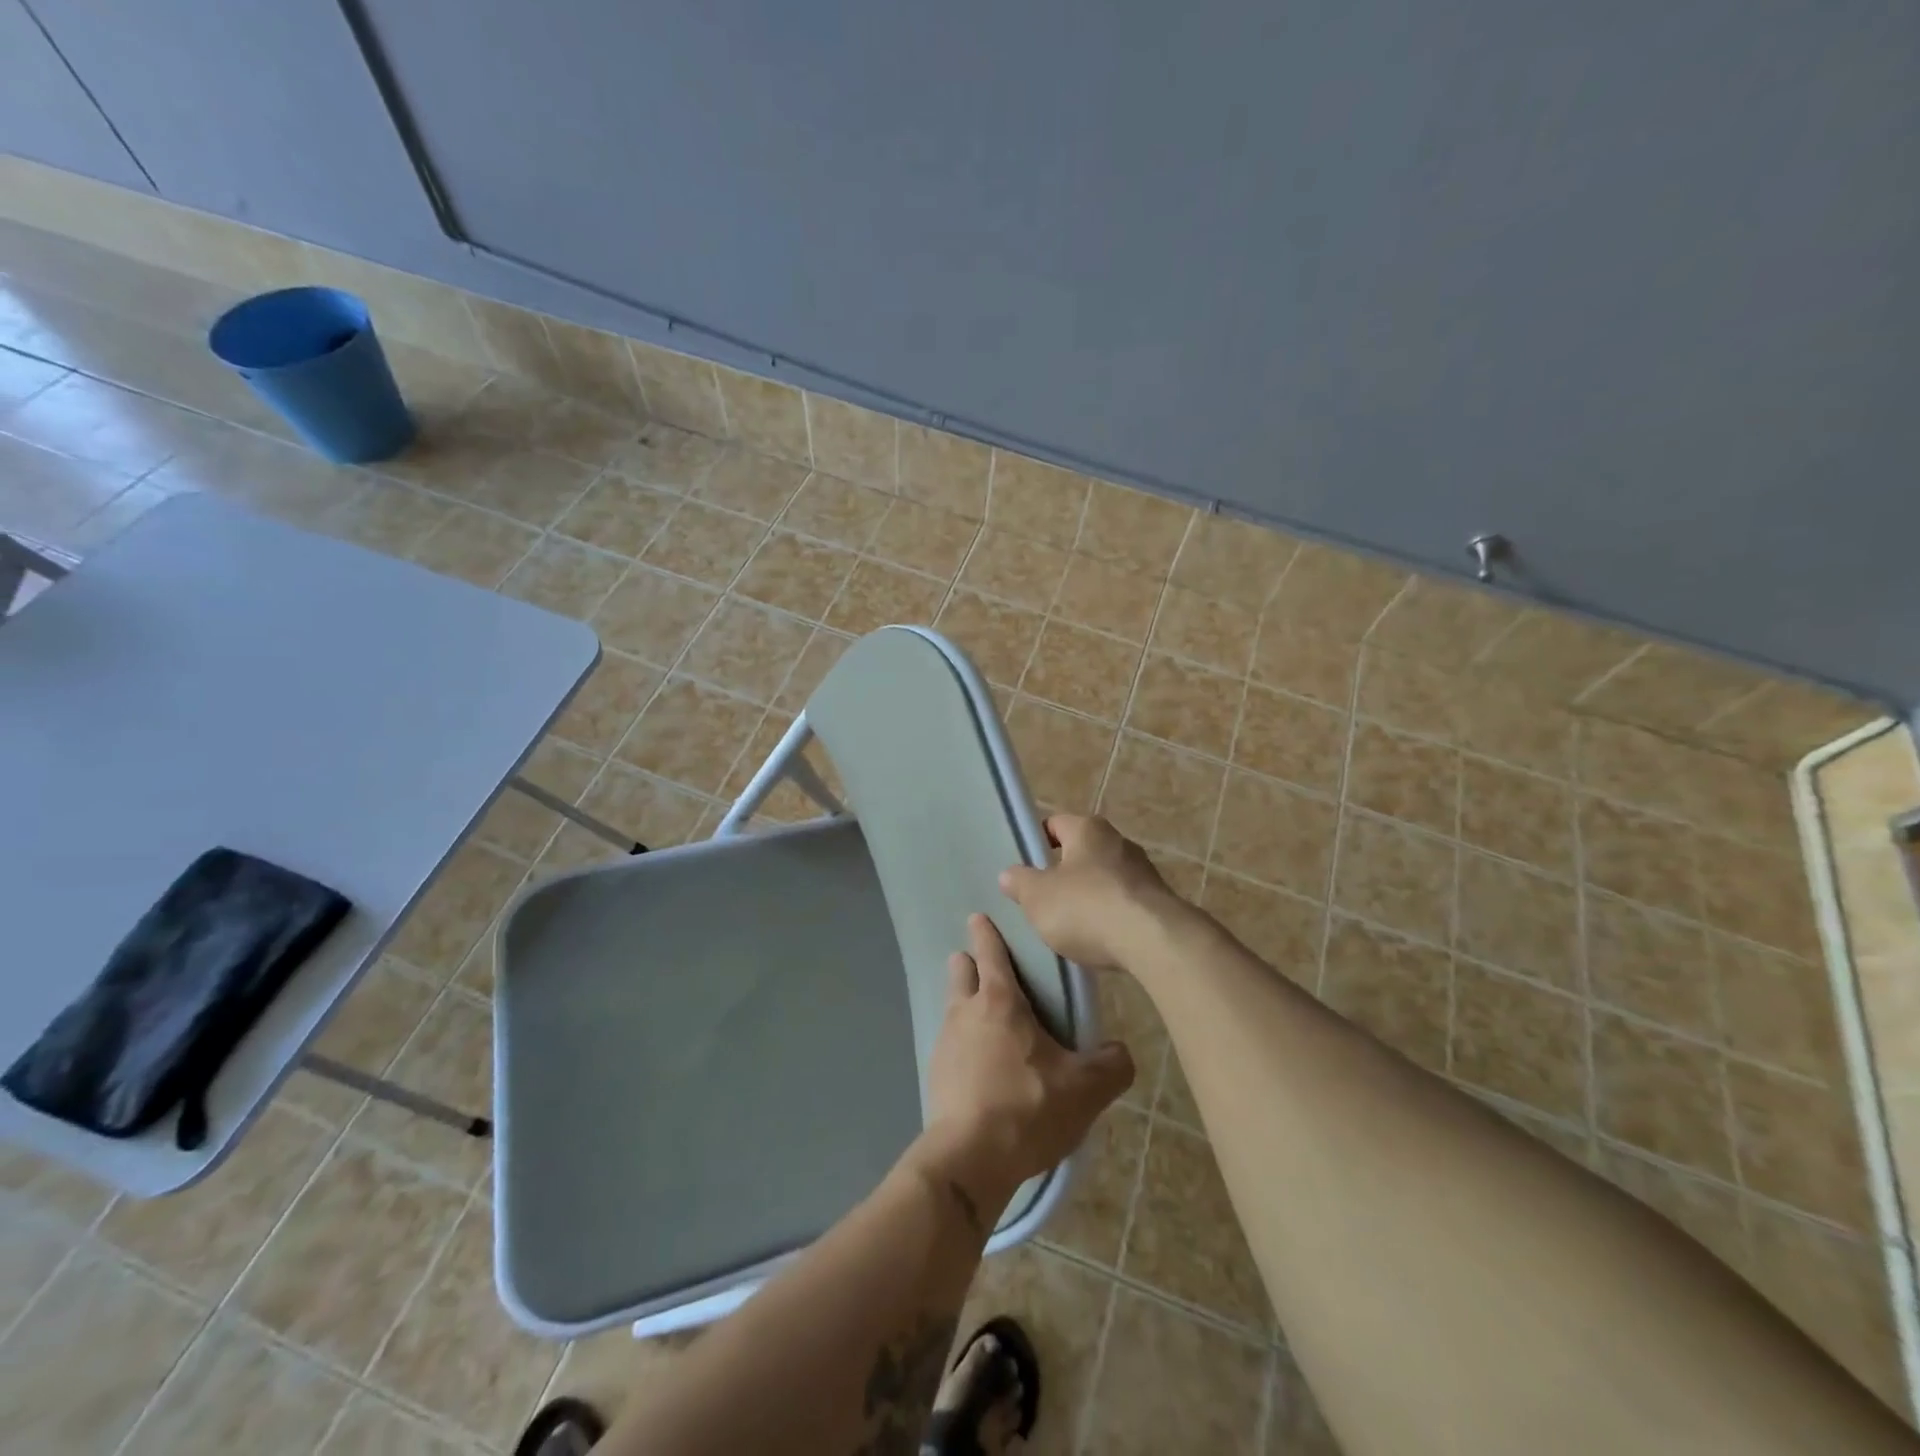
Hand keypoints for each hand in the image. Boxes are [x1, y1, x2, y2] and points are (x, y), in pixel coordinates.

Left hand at [914, 914, 1134, 1222]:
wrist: (969, 1158)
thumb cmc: (1029, 1108)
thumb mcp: (1085, 1089)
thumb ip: (1111, 1065)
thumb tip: (1119, 1051)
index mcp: (1000, 1002)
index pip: (991, 952)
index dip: (986, 933)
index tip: (979, 916)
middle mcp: (967, 1012)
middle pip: (962, 971)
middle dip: (969, 962)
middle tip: (982, 964)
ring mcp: (945, 1042)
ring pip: (953, 1006)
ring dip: (964, 1001)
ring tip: (984, 1015)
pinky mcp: (936, 1074)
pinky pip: (949, 1043)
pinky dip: (962, 1042)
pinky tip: (978, 1063)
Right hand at [998, 814, 1186, 970]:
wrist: (1153, 941)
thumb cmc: (1086, 907)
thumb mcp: (1037, 897)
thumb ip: (1020, 883)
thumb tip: (1009, 874)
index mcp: (1087, 829)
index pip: (1055, 823)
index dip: (1036, 841)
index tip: (1024, 865)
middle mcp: (1118, 841)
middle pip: (1081, 851)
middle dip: (1063, 872)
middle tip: (1042, 897)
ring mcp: (1143, 871)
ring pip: (1104, 878)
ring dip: (1088, 896)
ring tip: (1069, 924)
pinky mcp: (1158, 901)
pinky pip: (1123, 902)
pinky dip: (1109, 916)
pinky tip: (1098, 939)